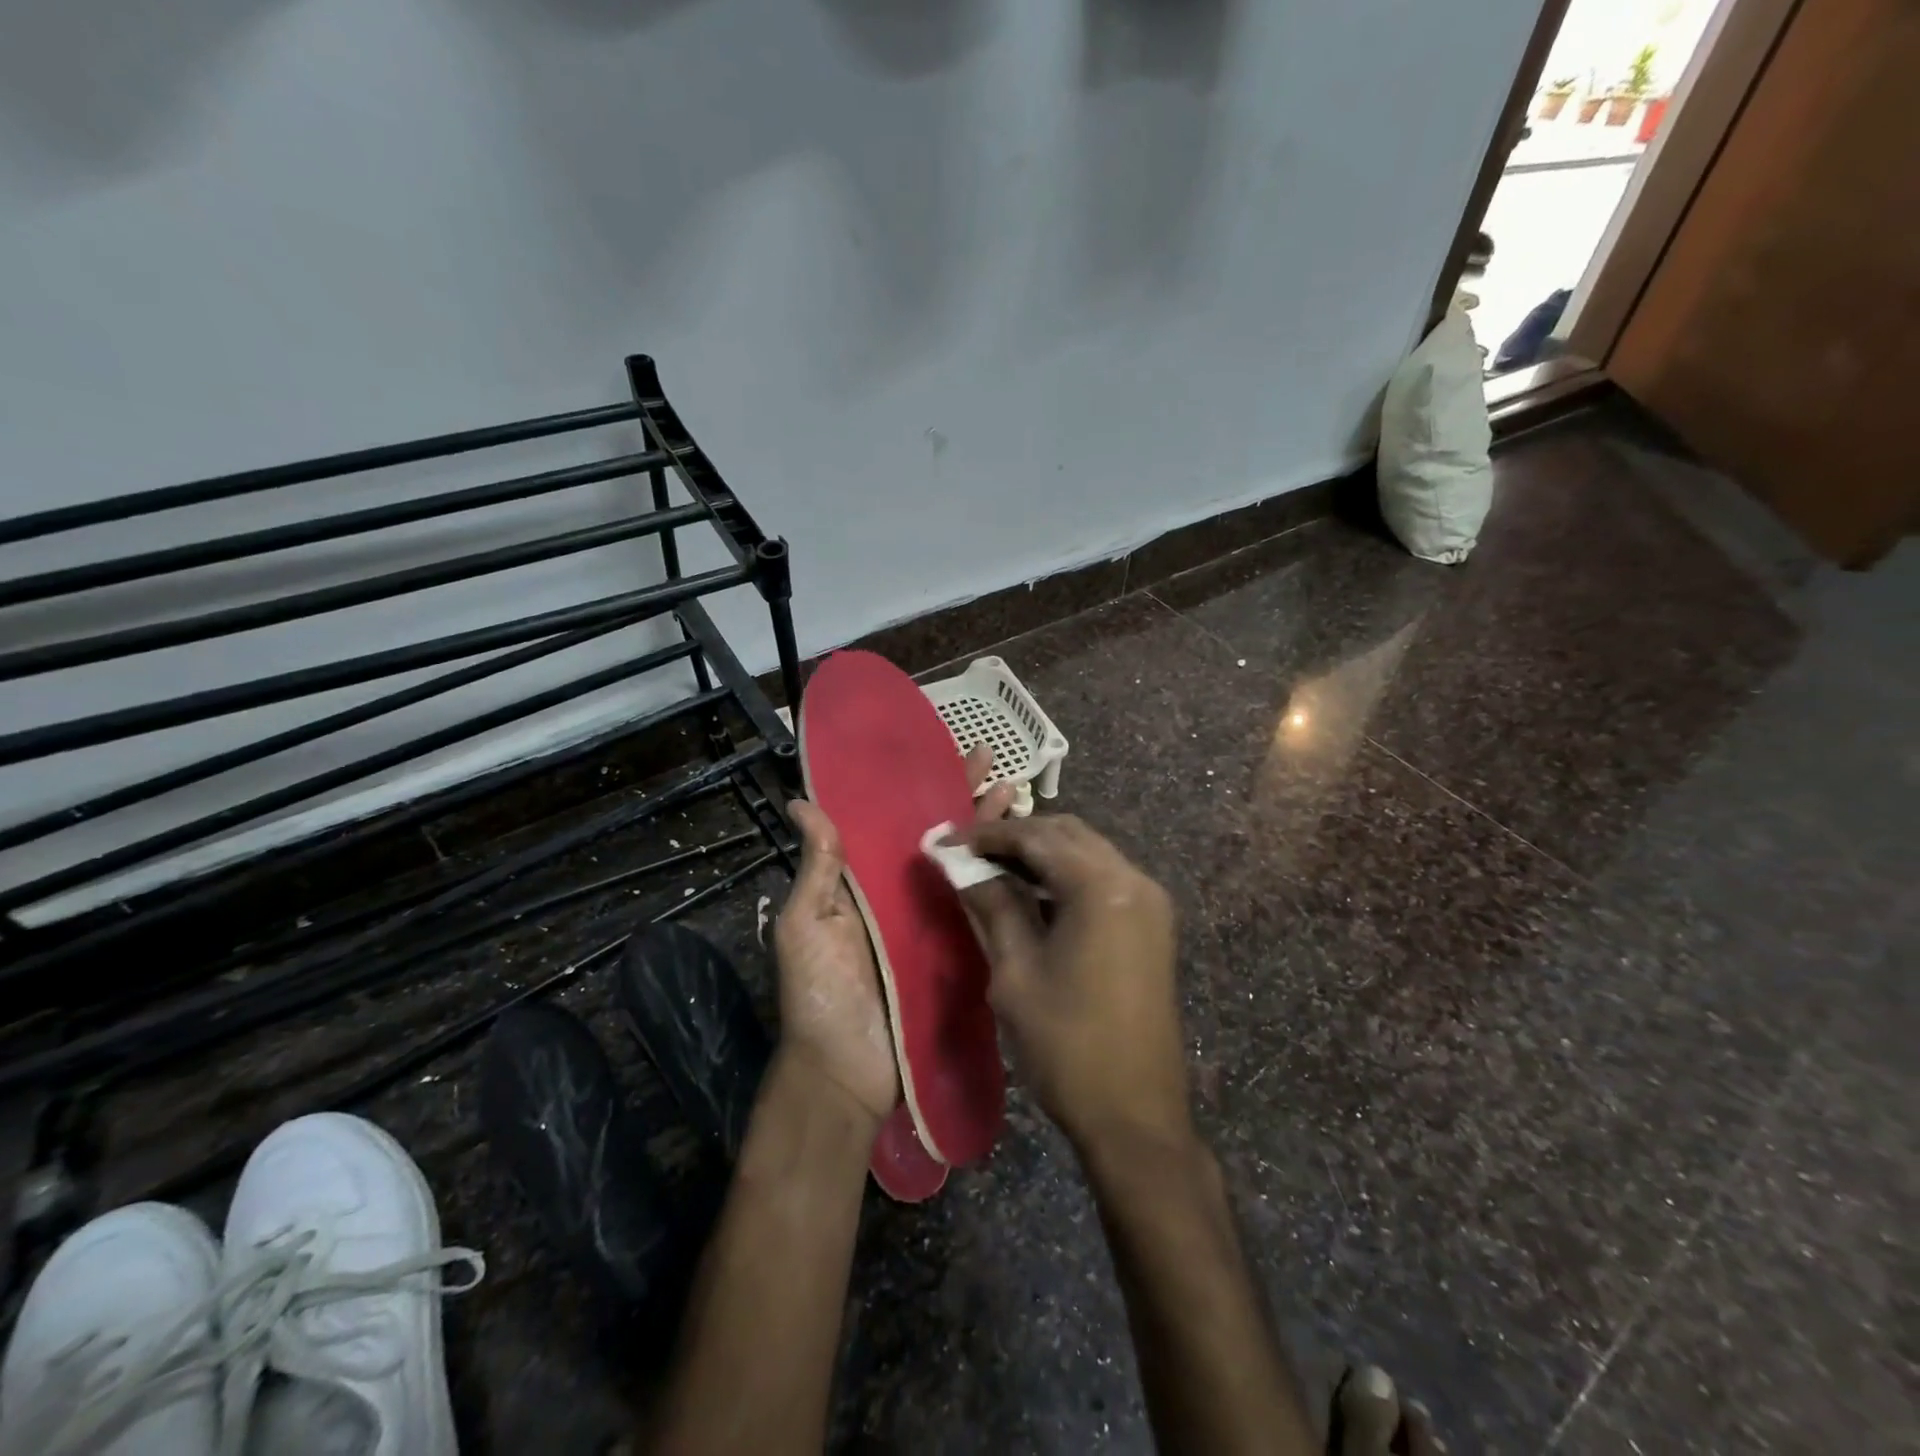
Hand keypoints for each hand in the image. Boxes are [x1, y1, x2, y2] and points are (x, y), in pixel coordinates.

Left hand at [775, 746, 1015, 1126]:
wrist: (844, 1072)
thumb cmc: (819, 992)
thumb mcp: (807, 923)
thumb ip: (818, 866)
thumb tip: (803, 802)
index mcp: (866, 881)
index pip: (897, 821)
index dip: (921, 787)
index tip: (945, 753)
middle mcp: (904, 895)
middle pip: (940, 837)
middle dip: (965, 799)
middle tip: (995, 765)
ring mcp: (935, 924)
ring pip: (966, 865)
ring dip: (990, 830)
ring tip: (1016, 793)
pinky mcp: (959, 952)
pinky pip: (982, 910)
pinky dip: (1001, 881)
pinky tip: (1025, 856)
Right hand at [956, 815, 1189, 1154]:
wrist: (1136, 1114)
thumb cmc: (1066, 1044)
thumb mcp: (1015, 971)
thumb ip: (991, 905)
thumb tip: (961, 866)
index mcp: (1102, 887)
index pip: (1037, 837)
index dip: (989, 835)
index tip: (948, 841)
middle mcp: (1134, 880)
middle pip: (1068, 834)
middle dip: (1017, 837)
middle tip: (970, 853)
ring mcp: (1150, 901)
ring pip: (1088, 852)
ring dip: (1043, 854)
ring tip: (994, 870)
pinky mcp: (1152, 924)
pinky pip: (1104, 879)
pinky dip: (1067, 876)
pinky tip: (1034, 894)